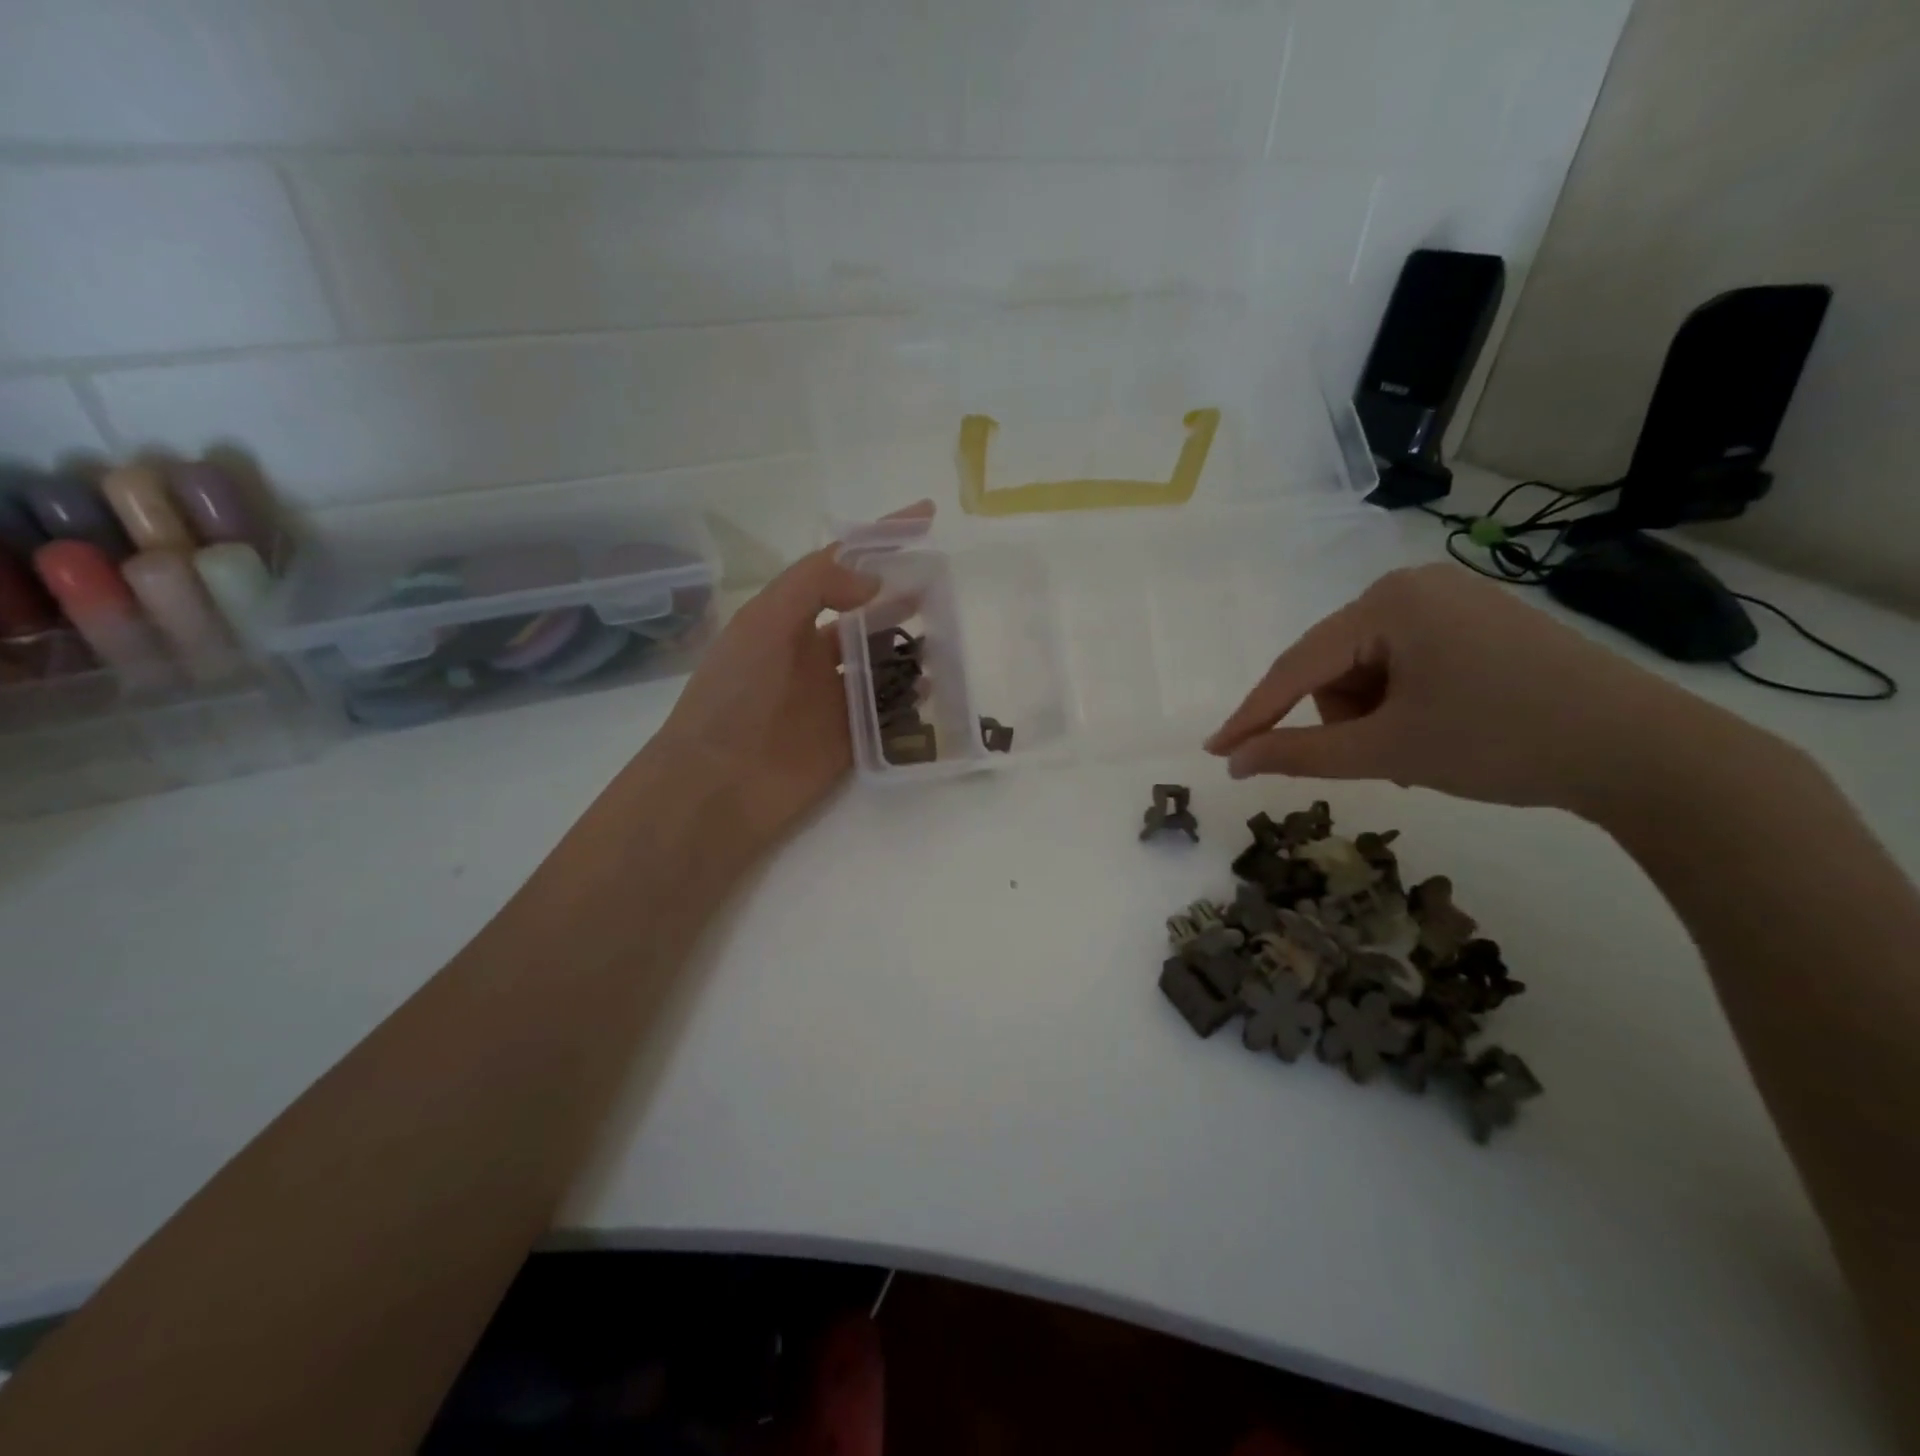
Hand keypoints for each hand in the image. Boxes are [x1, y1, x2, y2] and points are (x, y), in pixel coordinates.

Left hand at [648, 505, 931, 851]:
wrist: (717, 784)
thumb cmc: (734, 695)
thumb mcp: (763, 623)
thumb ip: (815, 587)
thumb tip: (876, 583)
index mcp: (789, 620)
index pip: (840, 568)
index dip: (880, 541)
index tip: (925, 517)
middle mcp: (814, 654)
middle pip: (870, 615)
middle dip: (905, 595)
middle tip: (945, 584)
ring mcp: (834, 698)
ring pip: (884, 662)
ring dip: (915, 646)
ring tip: (951, 634)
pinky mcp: (852, 739)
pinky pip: (890, 711)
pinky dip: (914, 698)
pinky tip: (938, 686)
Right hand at [1205, 564, 1745, 817]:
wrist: (1647, 752)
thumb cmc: (1502, 741)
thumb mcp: (1387, 750)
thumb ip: (1299, 753)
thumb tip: (1233, 763)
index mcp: (1388, 602)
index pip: (1297, 665)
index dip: (1253, 714)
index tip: (1215, 751)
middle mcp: (1413, 586)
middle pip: (1334, 665)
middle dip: (1342, 718)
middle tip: (1379, 760)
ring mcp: (1450, 600)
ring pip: (1368, 668)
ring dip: (1373, 715)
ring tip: (1415, 749)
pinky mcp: (1478, 622)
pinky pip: (1406, 663)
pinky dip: (1402, 703)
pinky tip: (1436, 728)